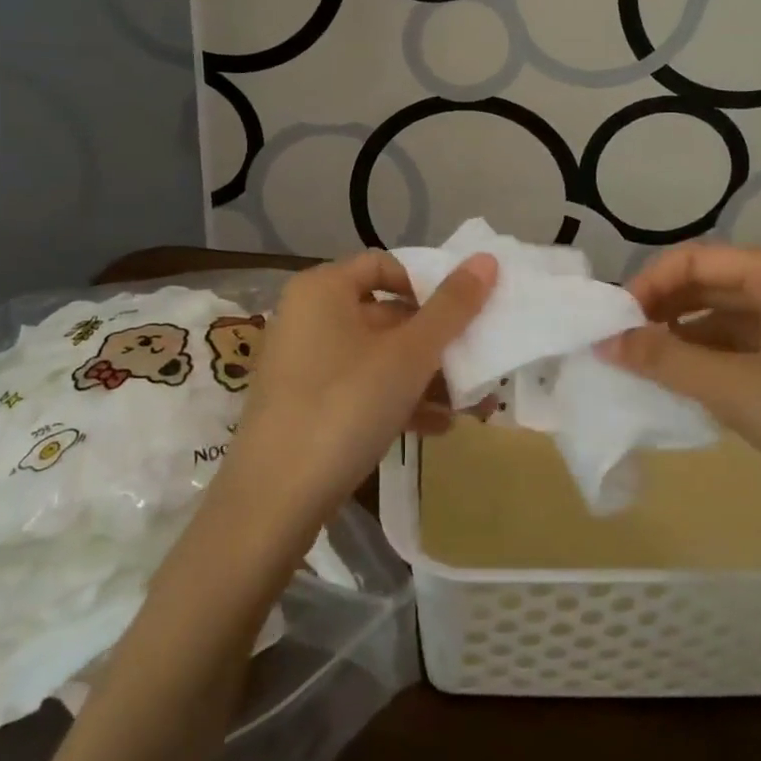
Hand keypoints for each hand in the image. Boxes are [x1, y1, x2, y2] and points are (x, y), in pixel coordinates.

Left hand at [208, 250, 496, 537]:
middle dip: (434, 341)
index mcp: (323, 289)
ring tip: (469, 403)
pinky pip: (359, 388)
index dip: (427, 285)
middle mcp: (307, 316)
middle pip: (384, 313)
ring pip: (376, 356)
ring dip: (424, 376)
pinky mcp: (304, 405)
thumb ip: (451, 307)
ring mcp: (303, 363)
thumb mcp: (409, 355)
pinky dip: (396, 400)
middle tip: (475, 361)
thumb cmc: (345, 405)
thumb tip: (486, 260)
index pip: (384, 264)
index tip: (461, 315)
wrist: (273, 501)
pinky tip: (437, 427)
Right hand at [601, 245, 760, 543]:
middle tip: (623, 348)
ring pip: (734, 323)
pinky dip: (720, 366)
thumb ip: (668, 362)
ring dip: (689, 343)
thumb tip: (606, 341)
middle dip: (665, 313)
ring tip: (649, 373)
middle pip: (714, 287)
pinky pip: (756, 353)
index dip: (648, 286)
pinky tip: (696, 394)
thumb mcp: (742, 391)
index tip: (612, 324)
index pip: (695, 260)